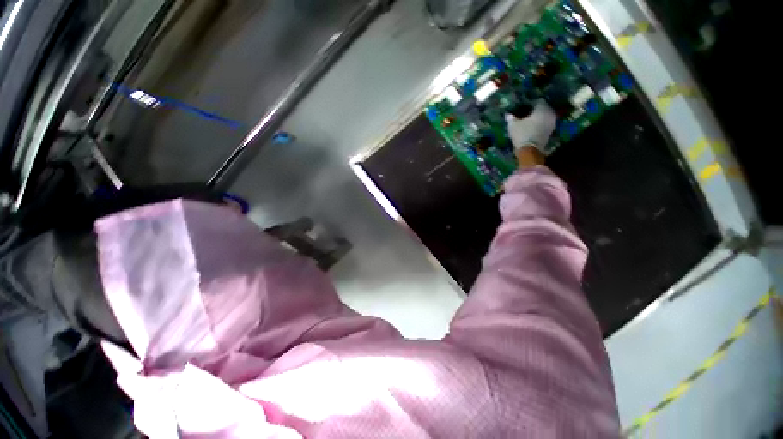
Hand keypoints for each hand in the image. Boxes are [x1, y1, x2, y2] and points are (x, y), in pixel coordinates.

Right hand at [505, 101, 556, 166]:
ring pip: (545, 116)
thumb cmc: (522, 134)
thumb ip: (511, 118)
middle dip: (535, 110)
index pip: (538, 101)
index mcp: (542, 109)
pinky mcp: (551, 131)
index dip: (530, 103)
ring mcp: (552, 123)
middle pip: (543, 108)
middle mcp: (550, 114)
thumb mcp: (513, 125)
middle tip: (526, 113)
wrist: (530, 151)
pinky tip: (532, 127)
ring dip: (538, 118)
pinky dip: (540, 124)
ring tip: (529, 121)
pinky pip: (545, 123)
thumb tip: (508, 115)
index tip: (524, 107)